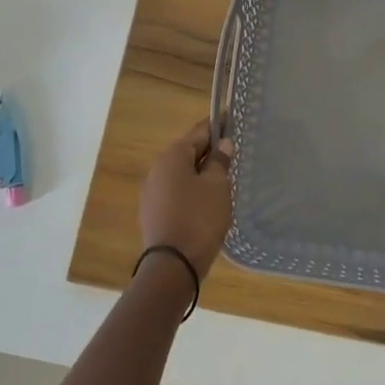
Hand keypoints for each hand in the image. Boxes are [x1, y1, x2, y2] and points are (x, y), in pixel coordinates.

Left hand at [139, 120, 234, 276]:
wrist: (173, 265)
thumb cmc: (199, 218)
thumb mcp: (217, 186)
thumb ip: (219, 162)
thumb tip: (222, 145)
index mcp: (172, 156)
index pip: (198, 132)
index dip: (217, 125)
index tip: (233, 119)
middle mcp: (156, 169)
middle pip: (187, 152)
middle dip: (209, 151)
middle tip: (233, 153)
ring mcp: (151, 193)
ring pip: (181, 174)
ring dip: (200, 173)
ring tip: (224, 178)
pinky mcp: (152, 213)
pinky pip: (176, 193)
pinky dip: (191, 191)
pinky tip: (207, 201)